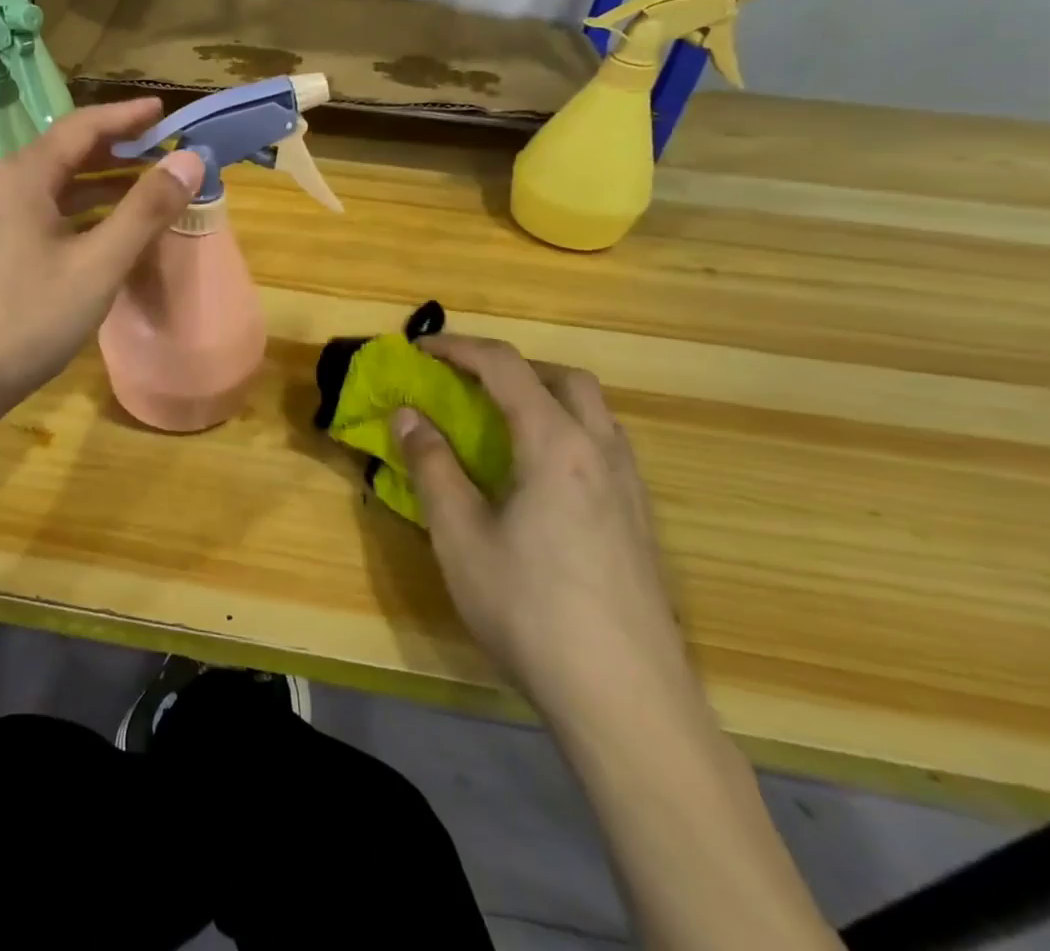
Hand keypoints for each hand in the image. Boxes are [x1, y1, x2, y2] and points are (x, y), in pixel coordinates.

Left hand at [0, 98, 204, 418]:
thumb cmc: (27, 317)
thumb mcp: (98, 264)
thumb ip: (145, 210)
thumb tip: (189, 160)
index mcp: (23, 176)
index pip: (82, 127)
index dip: (126, 116)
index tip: (164, 111)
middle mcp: (1, 187)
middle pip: (64, 154)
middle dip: (115, 151)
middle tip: (161, 152)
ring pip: (51, 189)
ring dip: (97, 186)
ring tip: (142, 191)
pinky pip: (39, 216)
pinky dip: (76, 215)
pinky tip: (100, 236)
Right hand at [394, 336, 694, 728]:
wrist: (627, 702)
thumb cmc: (529, 610)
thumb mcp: (459, 536)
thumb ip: (432, 466)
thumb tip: (408, 414)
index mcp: (555, 444)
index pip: (506, 367)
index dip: (458, 348)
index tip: (418, 350)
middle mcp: (601, 452)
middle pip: (564, 377)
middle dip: (511, 366)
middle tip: (467, 383)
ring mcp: (630, 488)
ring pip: (593, 411)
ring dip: (544, 396)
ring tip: (501, 423)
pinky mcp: (641, 522)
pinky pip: (604, 447)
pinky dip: (566, 431)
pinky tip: (540, 477)